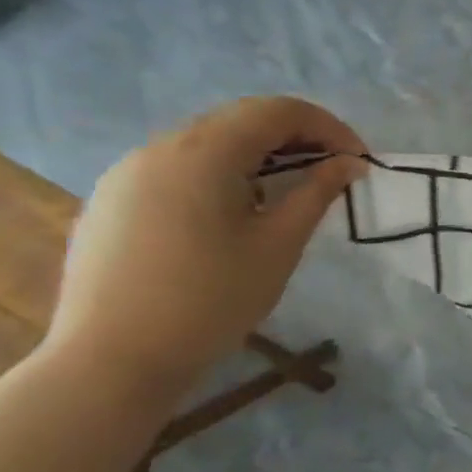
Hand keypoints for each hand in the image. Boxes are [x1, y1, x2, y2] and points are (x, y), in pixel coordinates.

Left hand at [44, 97, 365, 395]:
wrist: (111, 360)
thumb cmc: (211, 300)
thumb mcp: (279, 245)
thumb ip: (317, 193)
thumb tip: (349, 164)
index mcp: (203, 152)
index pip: (278, 111)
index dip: (328, 127)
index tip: (359, 161)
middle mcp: (160, 147)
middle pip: (241, 120)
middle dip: (297, 138)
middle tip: (333, 172)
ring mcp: (127, 172)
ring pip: (208, 142)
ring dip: (259, 154)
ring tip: (290, 191)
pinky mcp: (112, 199)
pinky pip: (178, 167)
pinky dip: (222, 173)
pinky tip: (236, 212)